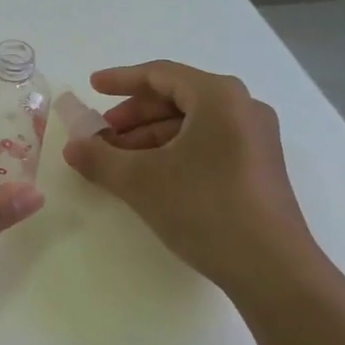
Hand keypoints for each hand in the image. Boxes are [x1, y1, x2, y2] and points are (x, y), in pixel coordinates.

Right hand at [61, 61, 328, 294]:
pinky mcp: (257, 167)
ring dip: (150, 136)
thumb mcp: (141, 181)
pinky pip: (207, 144)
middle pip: (177, 98)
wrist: (272, 269)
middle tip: (100, 134)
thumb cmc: (205, 209)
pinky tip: (149, 175)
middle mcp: (243, 108)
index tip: (91, 87)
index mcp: (219, 97)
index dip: (121, 79)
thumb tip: (71, 146)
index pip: (161, 74)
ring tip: (117, 160)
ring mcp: (255, 139)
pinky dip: (173, 151)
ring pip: (191, 124)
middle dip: (133, 115)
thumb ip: (100, 158)